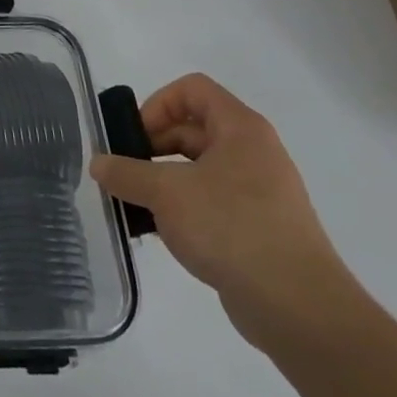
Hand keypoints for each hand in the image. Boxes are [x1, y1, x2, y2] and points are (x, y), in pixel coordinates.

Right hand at [91, 73, 359, 349]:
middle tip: (124, 173)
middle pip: (192, 129)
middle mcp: (253, 152)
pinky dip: (182, 209)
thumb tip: (98, 163)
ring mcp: (258, 192)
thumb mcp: (166, 193)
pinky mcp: (257, 227)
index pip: (192, 89)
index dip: (157, 104)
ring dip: (162, 180)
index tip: (134, 137)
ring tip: (134, 205)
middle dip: (152, 146)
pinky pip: (210, 202)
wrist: (299, 307)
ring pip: (197, 169)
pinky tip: (160, 233)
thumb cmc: (231, 228)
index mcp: (240, 129)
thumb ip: (125, 173)